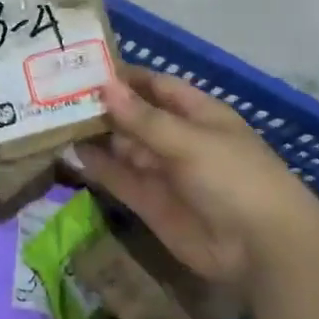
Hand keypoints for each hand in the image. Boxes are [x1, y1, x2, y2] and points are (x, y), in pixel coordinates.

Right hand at [77, 68, 318, 291]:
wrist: (263, 250)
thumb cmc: (234, 177)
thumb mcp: (189, 141)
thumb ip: (144, 119)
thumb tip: (104, 87)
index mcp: (197, 113)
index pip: (155, 87)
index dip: (124, 78)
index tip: (85, 68)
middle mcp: (178, 139)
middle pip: (135, 117)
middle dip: (103, 107)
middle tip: (57, 95)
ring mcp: (164, 172)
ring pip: (124, 148)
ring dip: (96, 136)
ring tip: (56, 120)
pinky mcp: (152, 204)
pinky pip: (121, 179)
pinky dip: (99, 167)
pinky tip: (71, 152)